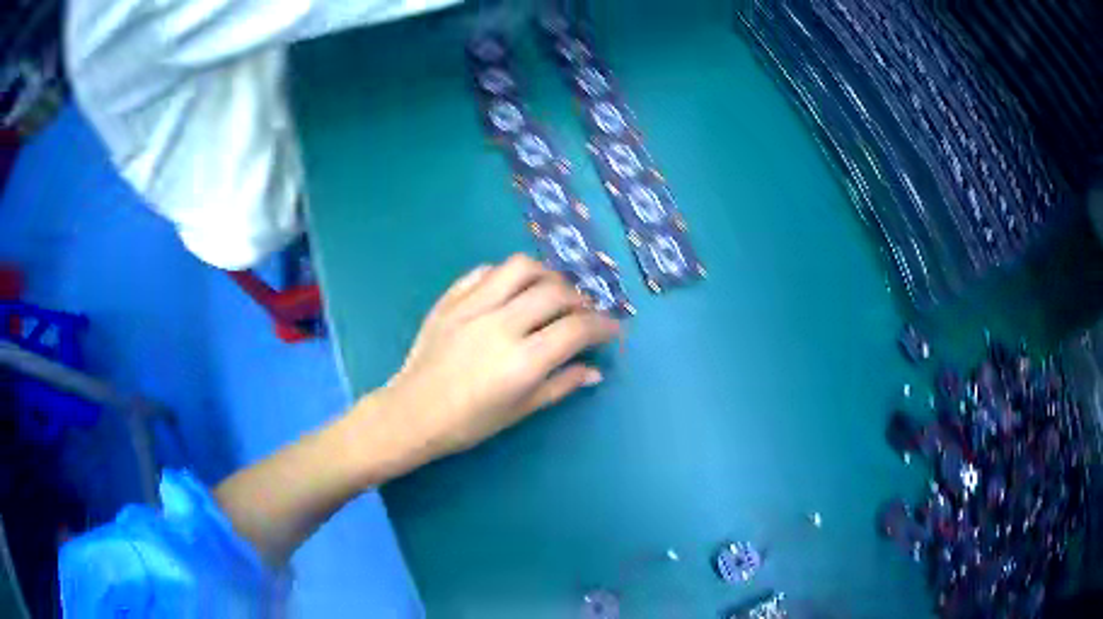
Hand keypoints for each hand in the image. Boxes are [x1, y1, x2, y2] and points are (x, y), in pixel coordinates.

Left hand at [379, 255, 621, 461]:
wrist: (411, 413)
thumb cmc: (468, 423)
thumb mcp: (519, 410)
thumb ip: (560, 386)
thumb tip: (594, 371)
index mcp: (522, 361)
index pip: (576, 330)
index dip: (603, 326)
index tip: (613, 329)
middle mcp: (501, 324)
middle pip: (555, 293)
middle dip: (580, 300)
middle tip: (583, 314)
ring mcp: (472, 306)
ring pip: (521, 268)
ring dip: (546, 275)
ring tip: (552, 291)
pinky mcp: (450, 299)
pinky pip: (484, 271)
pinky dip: (506, 275)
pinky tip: (511, 289)